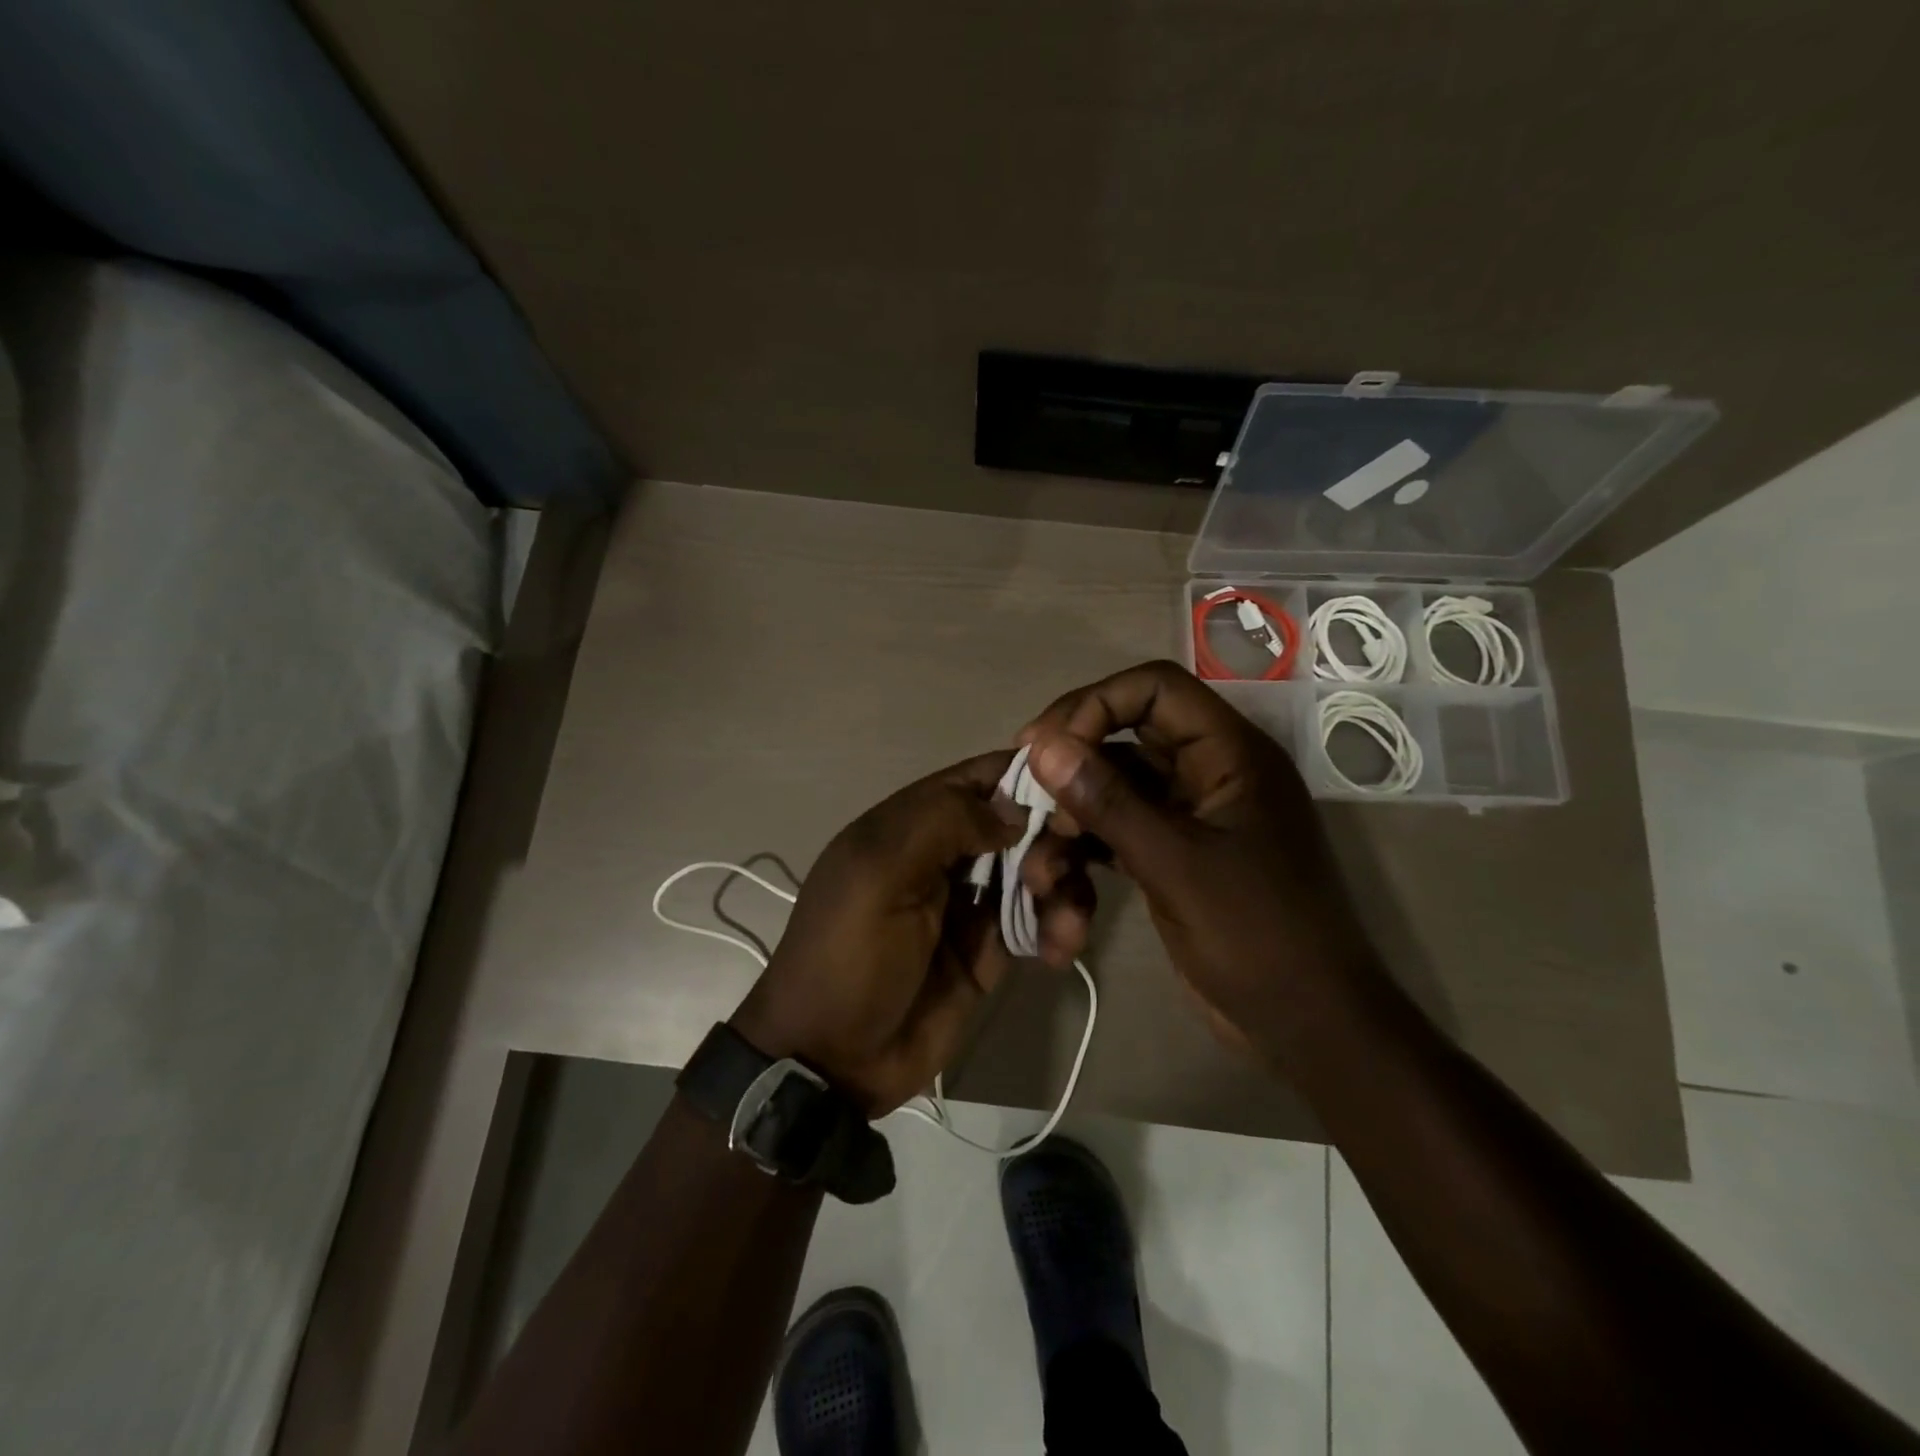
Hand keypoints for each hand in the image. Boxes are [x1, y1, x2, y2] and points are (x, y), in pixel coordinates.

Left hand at [731, 752, 1096, 1115]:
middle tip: (1047, 878)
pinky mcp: (993, 948)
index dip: (1030, 775)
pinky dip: (1062, 926)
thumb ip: (942, 822)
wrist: (833, 1059)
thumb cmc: (848, 956)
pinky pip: (1042, 920)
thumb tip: (1014, 809)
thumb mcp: (878, 874)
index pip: (980, 777)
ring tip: (1063, 926)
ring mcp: (972, 902)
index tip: (1076, 793)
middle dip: (1050, 841)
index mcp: (912, 823)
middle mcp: (947, 853)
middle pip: (1021, 821)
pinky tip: (1060, 950)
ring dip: (1064, 887)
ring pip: (1040, 870)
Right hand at [1016, 660, 1383, 1059]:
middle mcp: (1209, 771)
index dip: (1096, 704)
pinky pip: (1119, 829)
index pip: (1155, 689)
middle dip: (1073, 762)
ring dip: (1073, 818)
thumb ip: (1108, 802)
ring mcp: (1191, 814)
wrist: (1306, 1025)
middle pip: (1126, 734)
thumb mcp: (1176, 865)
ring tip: (1041, 862)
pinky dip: (1088, 849)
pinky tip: (1062, 886)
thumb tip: (1042, 745)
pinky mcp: (1174, 852)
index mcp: (1230, 753)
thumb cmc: (1257, 937)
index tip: (1044, 747)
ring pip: (1116, 788)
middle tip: (1024, 792)